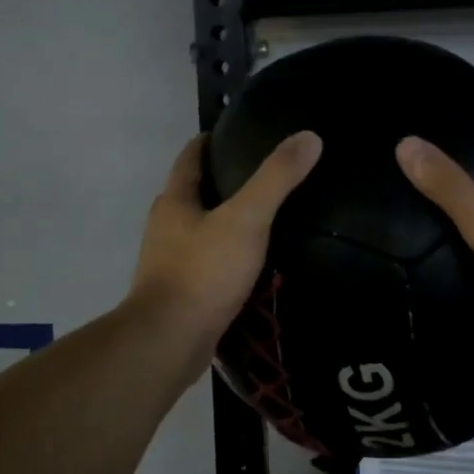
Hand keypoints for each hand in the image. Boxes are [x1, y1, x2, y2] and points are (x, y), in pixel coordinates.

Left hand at [129, 129, 322, 369]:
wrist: (169, 340)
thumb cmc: (203, 272)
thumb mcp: (246, 219)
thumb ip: (276, 179)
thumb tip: (309, 137)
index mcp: (174, 201)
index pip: (189, 157)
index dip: (208, 141)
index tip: (233, 133)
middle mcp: (165, 225)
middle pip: (190, 192)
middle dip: (218, 180)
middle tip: (258, 174)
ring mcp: (167, 261)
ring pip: (196, 228)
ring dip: (220, 219)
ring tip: (260, 216)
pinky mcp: (178, 292)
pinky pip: (203, 261)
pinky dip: (223, 253)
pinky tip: (249, 261)